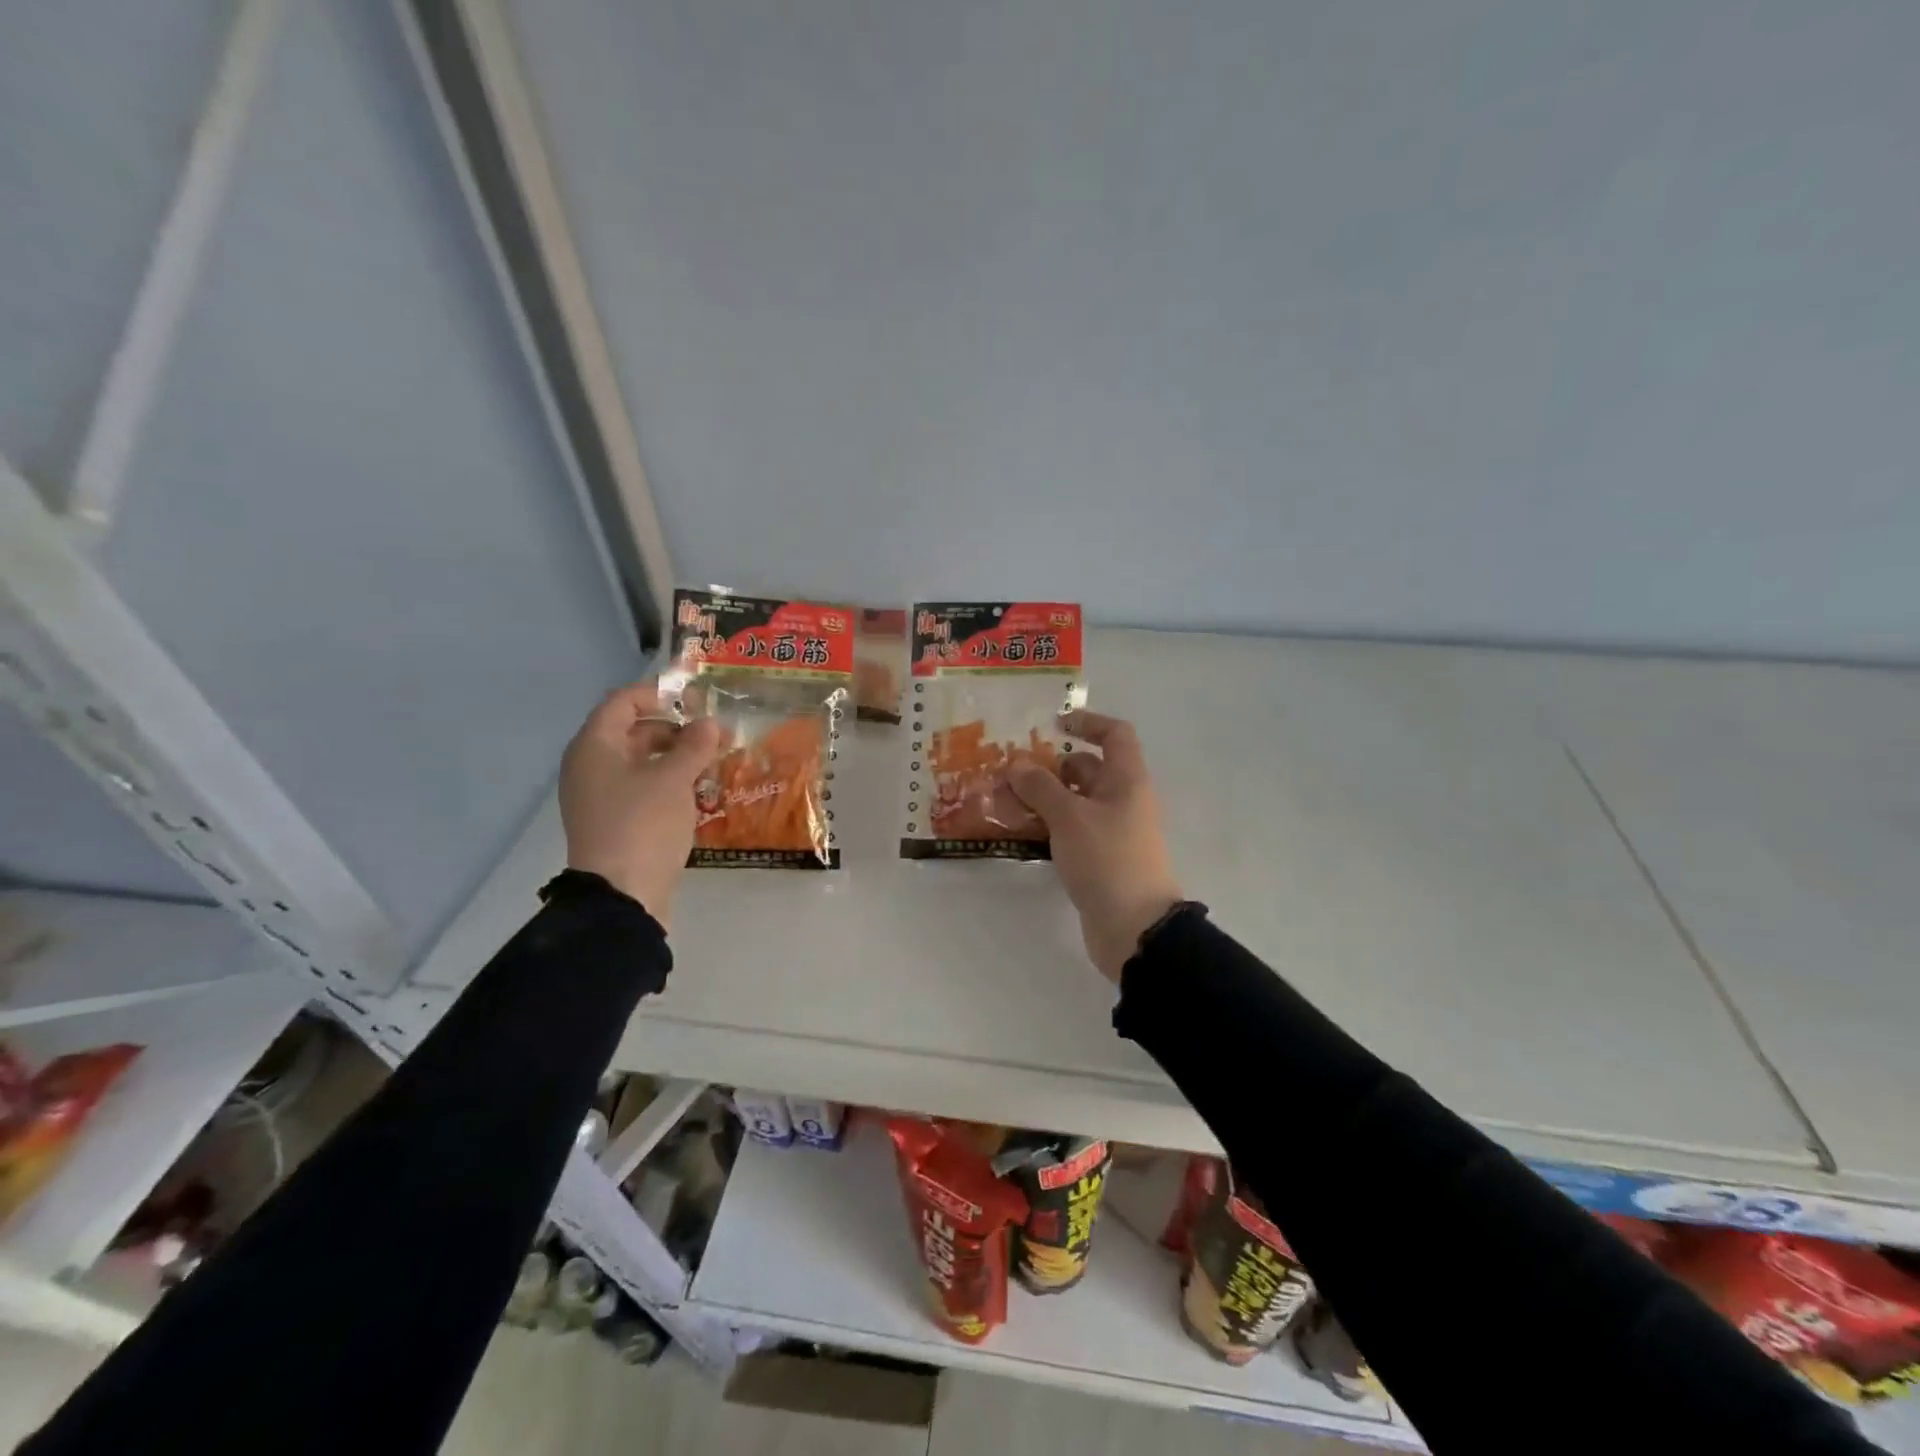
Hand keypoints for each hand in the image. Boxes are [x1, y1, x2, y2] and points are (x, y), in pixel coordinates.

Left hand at [558, 680, 721, 928]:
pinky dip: (667, 783)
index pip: (622, 702)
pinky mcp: (613, 821)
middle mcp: (590, 766)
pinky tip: (697, 792)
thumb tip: (709, 723)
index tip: (696, 701)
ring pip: (640, 762)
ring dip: (675, 758)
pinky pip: (640, 788)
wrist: (622, 895)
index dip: (658, 695)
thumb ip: (694, 745)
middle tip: (713, 736)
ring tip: (712, 763)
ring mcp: (599, 796)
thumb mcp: (675, 778)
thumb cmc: (644, 823)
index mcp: (595, 746)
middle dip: (674, 729)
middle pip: (632, 731)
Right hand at [1005, 711, 1183, 982]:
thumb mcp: (1069, 817)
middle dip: (1051, 766)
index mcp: (1127, 780)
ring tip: (1005, 800)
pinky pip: (1072, 829)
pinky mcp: (1100, 858)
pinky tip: (1020, 831)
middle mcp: (1123, 800)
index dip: (1087, 722)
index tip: (1053, 725)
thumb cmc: (1107, 859)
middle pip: (1088, 769)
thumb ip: (1040, 787)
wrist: (1135, 928)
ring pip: (1076, 801)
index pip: (1115, 735)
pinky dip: (1049, 824)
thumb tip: (1018, 765)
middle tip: (1010, 771)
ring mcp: (1113, 831)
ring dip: (1044, 797)